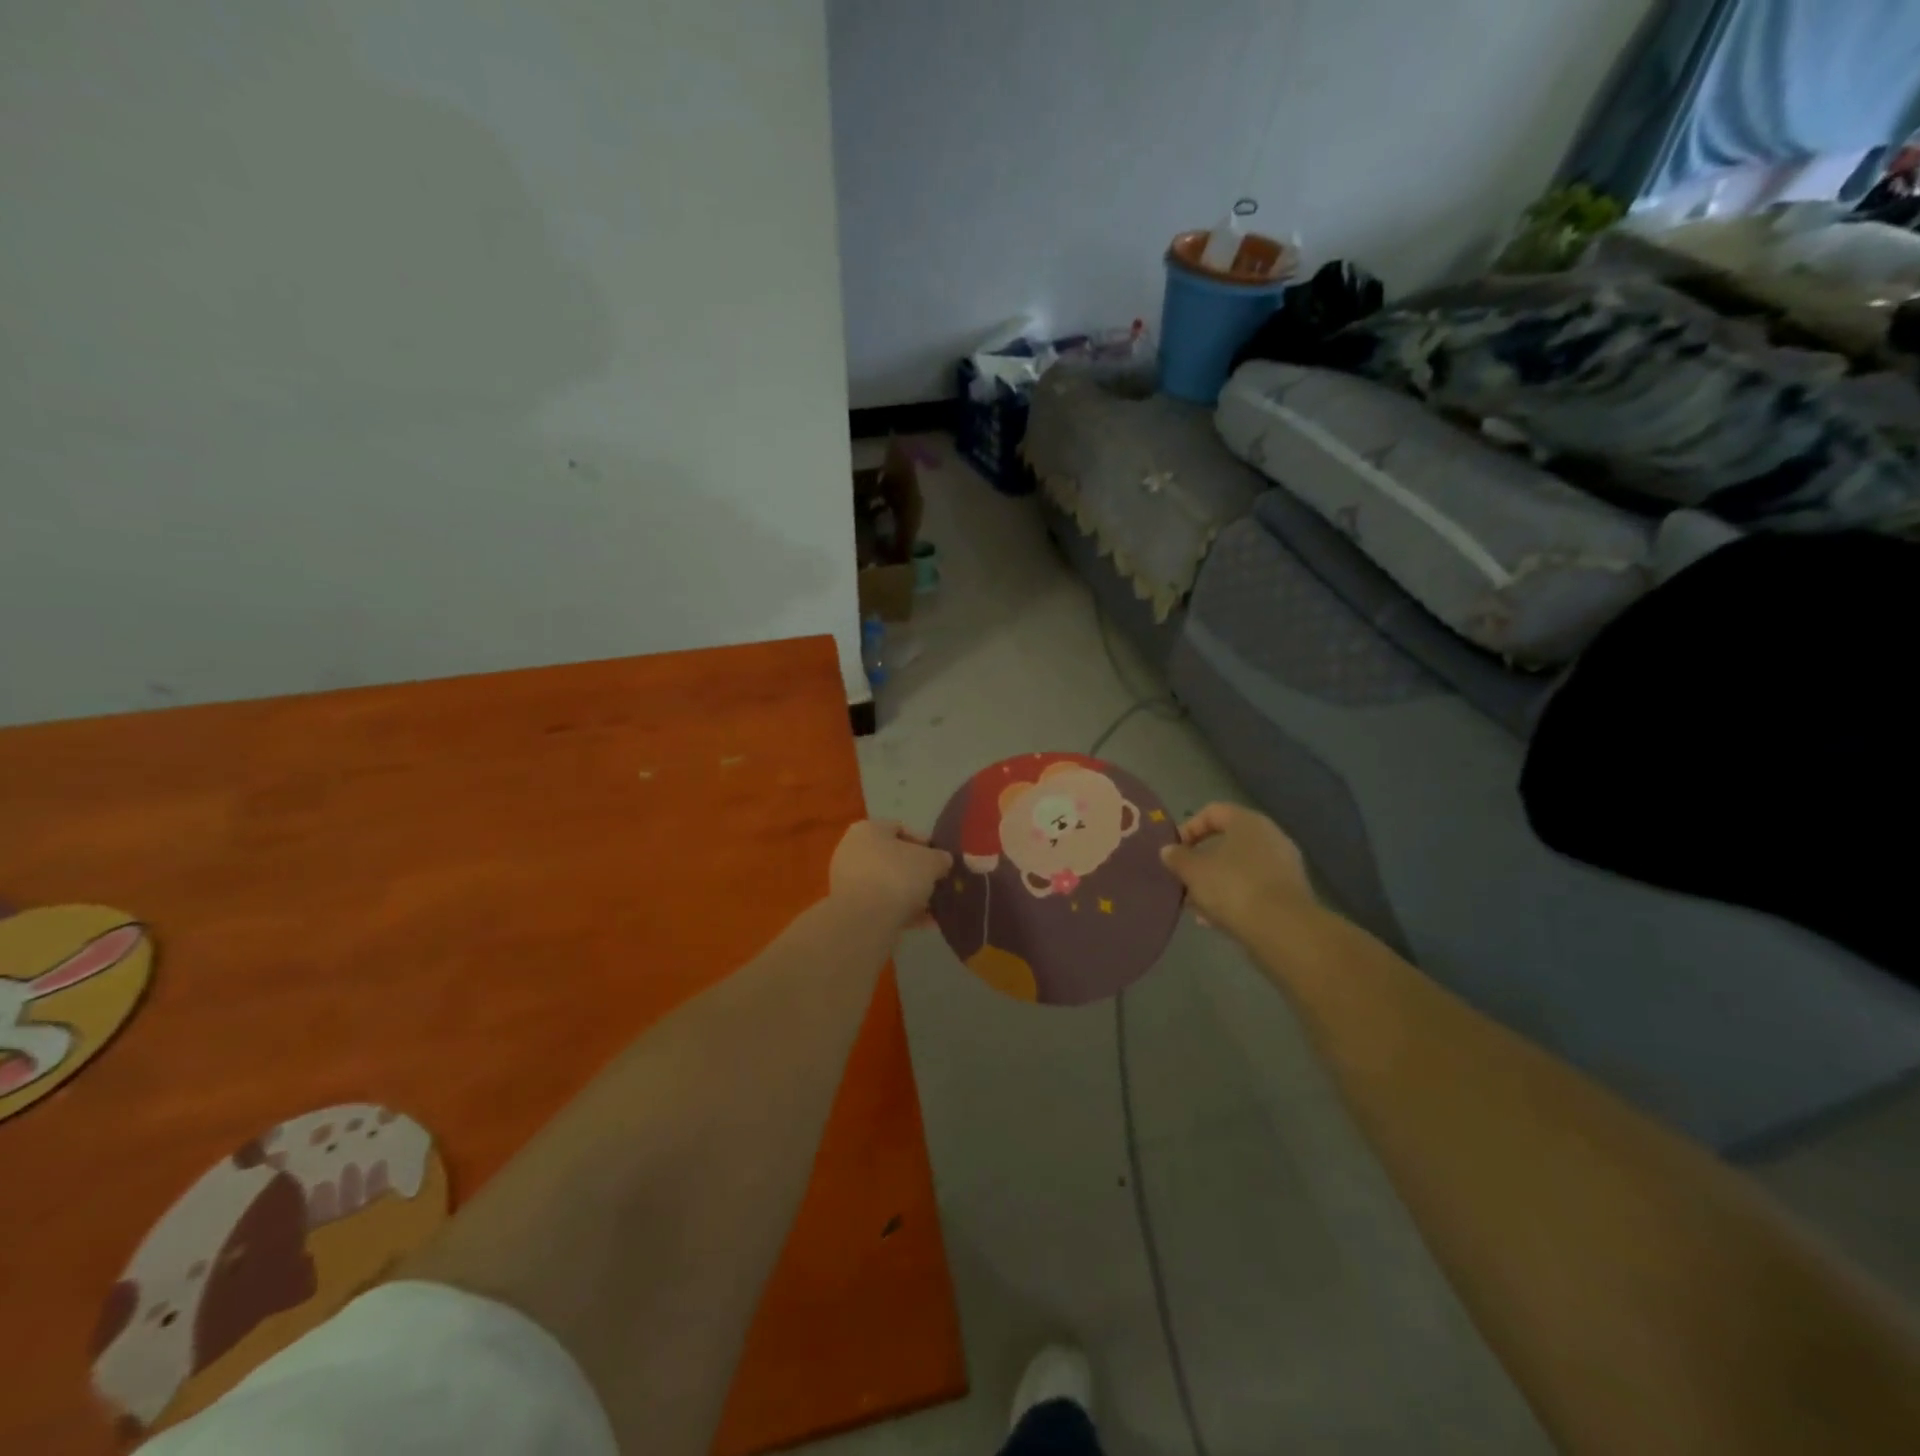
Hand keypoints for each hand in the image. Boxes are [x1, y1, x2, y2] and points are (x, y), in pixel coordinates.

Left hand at [829, 820, 951, 930]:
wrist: (865, 920)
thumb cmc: (897, 876)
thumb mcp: (931, 861)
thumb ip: (940, 858)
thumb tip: (943, 860)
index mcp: (868, 830)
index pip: (900, 829)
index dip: (925, 843)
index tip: (941, 859)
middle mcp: (853, 851)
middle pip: (893, 859)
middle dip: (918, 872)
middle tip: (938, 883)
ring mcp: (850, 882)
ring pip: (888, 884)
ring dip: (912, 895)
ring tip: (936, 907)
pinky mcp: (852, 909)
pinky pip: (883, 906)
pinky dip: (902, 912)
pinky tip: (925, 923)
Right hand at [1159, 803, 1315, 942]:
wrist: (1283, 930)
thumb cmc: (1233, 887)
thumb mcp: (1193, 871)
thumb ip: (1177, 858)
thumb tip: (1168, 850)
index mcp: (1248, 822)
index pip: (1213, 812)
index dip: (1189, 828)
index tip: (1174, 850)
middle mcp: (1270, 837)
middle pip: (1227, 842)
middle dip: (1201, 861)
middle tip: (1183, 879)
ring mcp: (1284, 866)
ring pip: (1240, 868)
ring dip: (1216, 882)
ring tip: (1196, 905)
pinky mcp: (1290, 893)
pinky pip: (1254, 888)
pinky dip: (1234, 898)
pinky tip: (1216, 920)